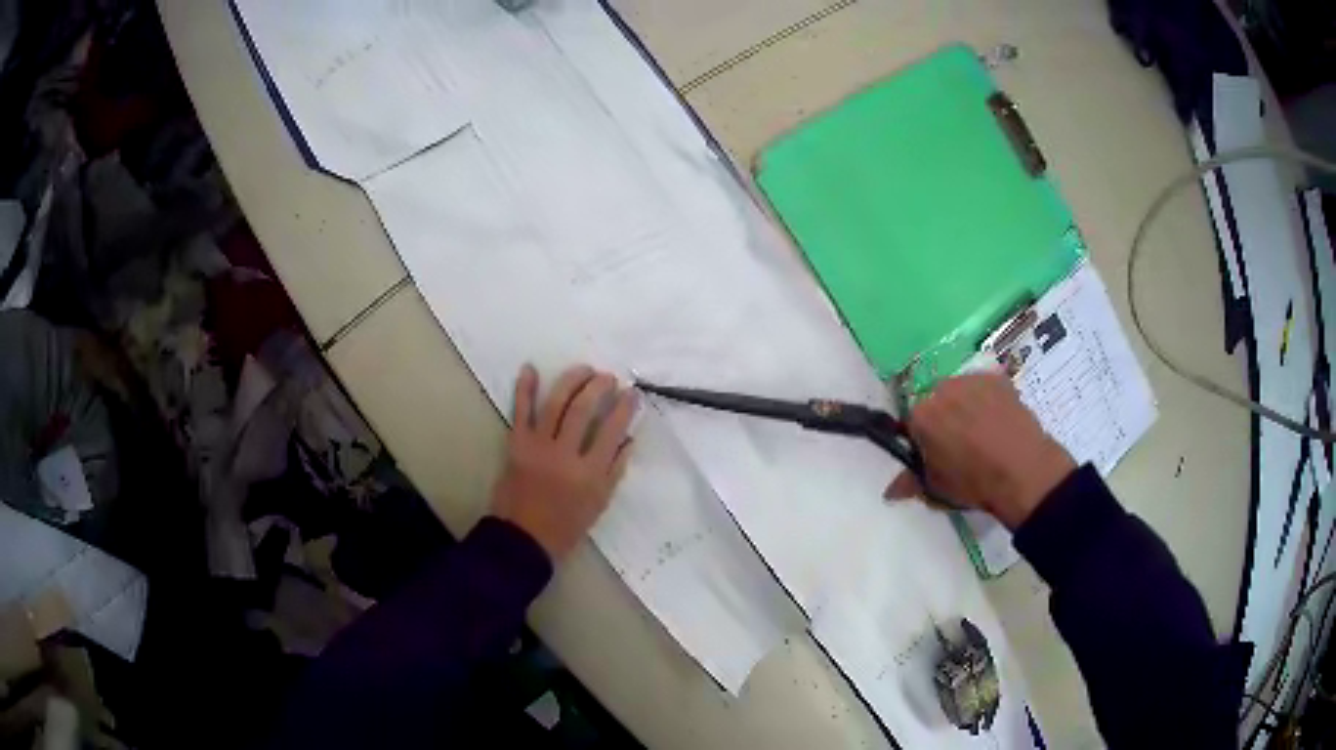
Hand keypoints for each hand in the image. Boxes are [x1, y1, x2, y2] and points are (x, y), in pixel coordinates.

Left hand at [490, 364, 636, 560]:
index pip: (612, 431)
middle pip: (584, 410)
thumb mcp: (599, 503)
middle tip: (608, 377)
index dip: (624, 408)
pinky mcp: (516, 444)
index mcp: (589, 474)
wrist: (522, 538)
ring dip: (571, 381)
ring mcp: (538, 447)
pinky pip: (520, 411)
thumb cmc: (565, 526)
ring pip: (556, 404)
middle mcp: (565, 455)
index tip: (632, 393)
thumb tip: (629, 439)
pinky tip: (531, 368)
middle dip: (599, 387)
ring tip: (584, 370)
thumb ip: (615, 470)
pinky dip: (524, 389)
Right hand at [884, 373, 1075, 528]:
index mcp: (920, 416)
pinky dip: (988, 401)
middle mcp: (941, 389)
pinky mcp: (997, 378)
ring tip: (984, 433)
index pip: (912, 424)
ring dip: (966, 407)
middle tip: (960, 446)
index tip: (936, 456)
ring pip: (961, 392)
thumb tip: (890, 491)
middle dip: (944, 419)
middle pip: (936, 402)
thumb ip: (910, 484)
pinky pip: (985, 388)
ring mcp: (971, 380)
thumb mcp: (937, 490)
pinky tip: (1000, 422)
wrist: (1023, 470)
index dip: (923, 441)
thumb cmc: (974, 483)